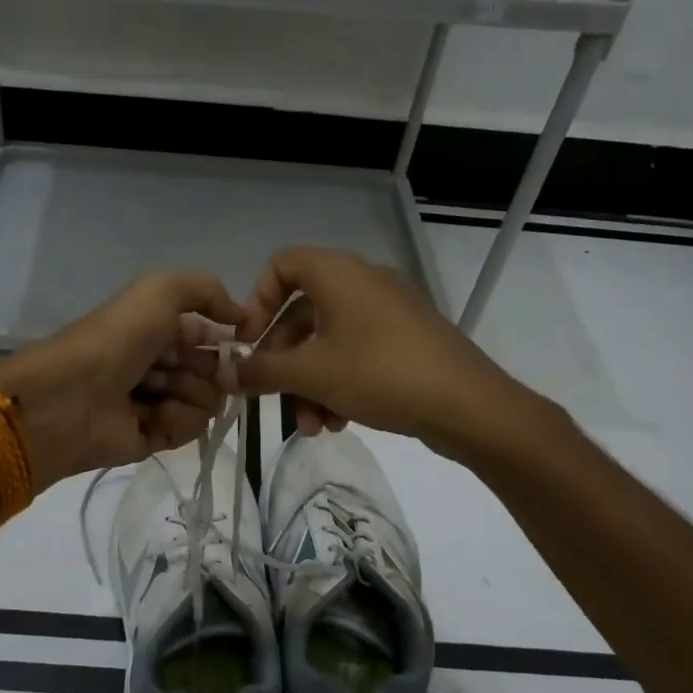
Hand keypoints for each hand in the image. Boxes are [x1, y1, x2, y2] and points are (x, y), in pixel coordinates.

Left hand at [0, 272, 246, 486]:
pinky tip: (151, 417)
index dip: (225, 341)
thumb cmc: (116, 338)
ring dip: (189, 394)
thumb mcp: (160, 291)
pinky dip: (176, 421)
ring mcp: (157, 403)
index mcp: (158, 329)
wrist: (71, 396)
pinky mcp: (154, 438)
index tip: (236, 344)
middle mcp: (160, 364)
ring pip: (208, 402)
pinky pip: (191, 430)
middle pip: (214, 372)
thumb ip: (206, 290)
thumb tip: (241, 316)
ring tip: (154, 393)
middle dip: (208, 369)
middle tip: (178, 368)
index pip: (209, 337)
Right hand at [234, 247, 535, 455]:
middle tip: (272, 397)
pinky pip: (356, 353)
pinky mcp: (405, 340)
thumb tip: (225, 372)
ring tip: (313, 426)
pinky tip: (340, 423)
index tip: (250, 345)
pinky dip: (339, 383)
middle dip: (283, 361)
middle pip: (301, 312)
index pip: (280, 266)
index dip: (256, 303)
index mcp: (337, 273)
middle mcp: (361, 282)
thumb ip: (261, 371)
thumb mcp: (311, 374)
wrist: (467, 404)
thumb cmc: (380, 374)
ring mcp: (387, 311)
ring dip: (310, 384)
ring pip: (328, 341)